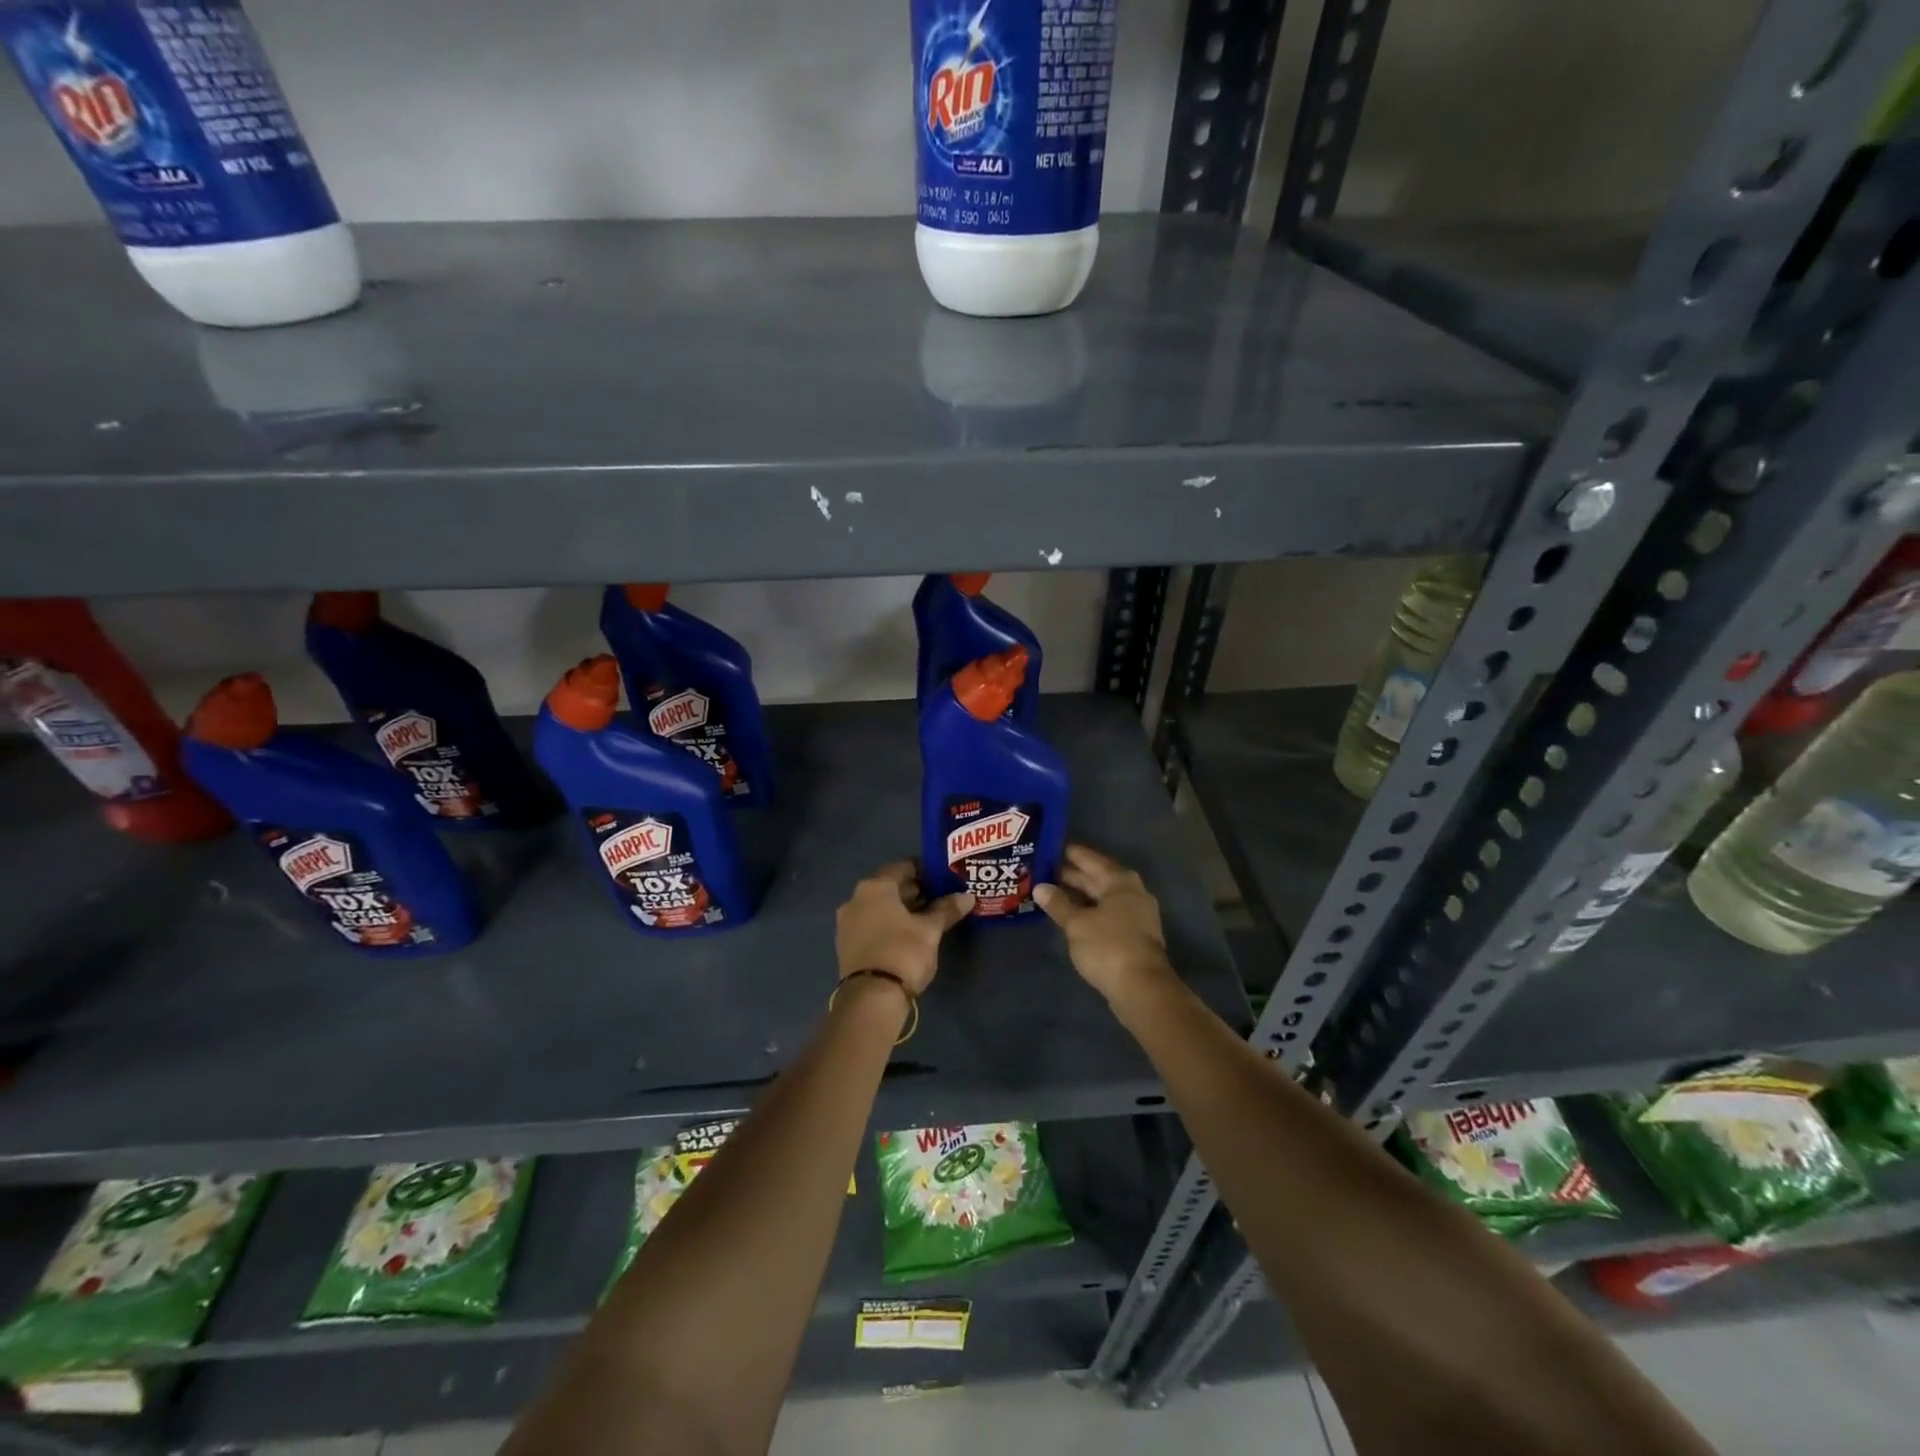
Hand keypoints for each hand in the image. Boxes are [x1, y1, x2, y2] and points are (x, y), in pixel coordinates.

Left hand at [835, 861, 972, 996]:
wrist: (870, 998)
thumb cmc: (903, 952)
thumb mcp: (930, 930)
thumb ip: (947, 909)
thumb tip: (967, 896)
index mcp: (875, 887)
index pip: (904, 867)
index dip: (925, 871)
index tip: (944, 878)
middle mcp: (855, 898)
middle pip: (890, 887)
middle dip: (914, 891)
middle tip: (940, 898)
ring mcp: (847, 923)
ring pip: (880, 907)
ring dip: (902, 909)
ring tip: (928, 918)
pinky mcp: (846, 945)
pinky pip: (872, 924)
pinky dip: (889, 924)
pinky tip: (908, 935)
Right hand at [1034, 844, 1174, 1002]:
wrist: (1142, 989)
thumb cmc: (1108, 947)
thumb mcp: (1077, 924)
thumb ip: (1058, 903)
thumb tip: (1040, 887)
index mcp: (1119, 880)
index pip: (1088, 858)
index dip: (1066, 854)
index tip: (1045, 848)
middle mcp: (1130, 891)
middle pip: (1095, 877)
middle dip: (1069, 875)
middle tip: (1039, 871)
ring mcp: (1134, 914)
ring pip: (1100, 897)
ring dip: (1076, 896)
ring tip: (1048, 893)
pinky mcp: (1132, 935)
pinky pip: (1105, 914)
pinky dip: (1087, 912)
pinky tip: (1067, 916)